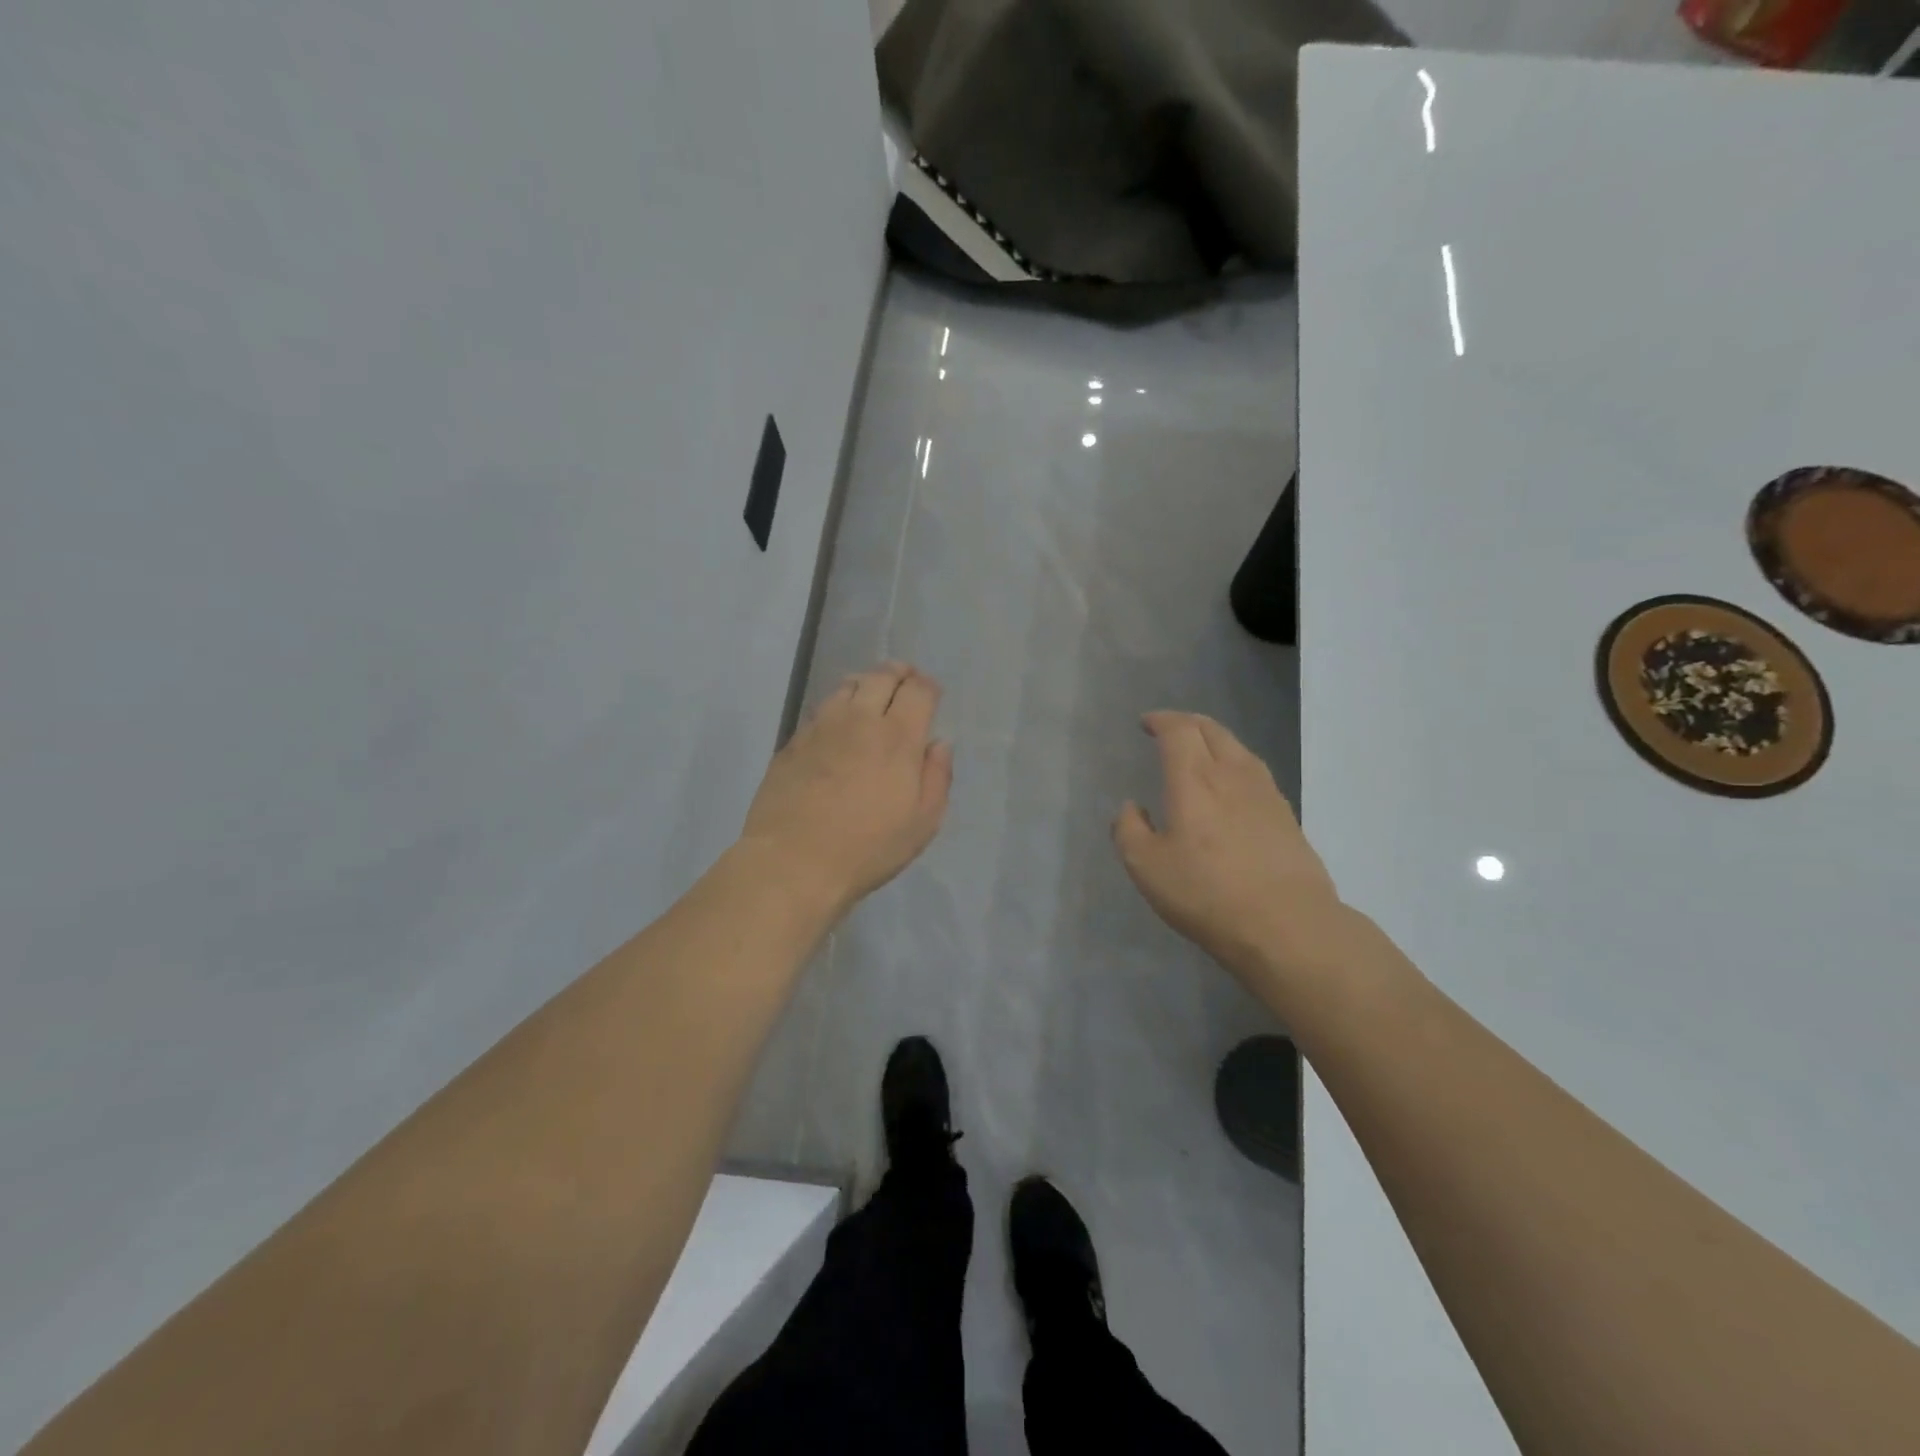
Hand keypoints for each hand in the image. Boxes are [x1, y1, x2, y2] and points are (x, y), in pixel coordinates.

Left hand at [740, 661, 952, 919]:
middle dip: (899, 673)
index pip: (918, 691)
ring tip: (872, 695)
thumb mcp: (922, 823)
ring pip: (847, 686)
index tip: (932, 693)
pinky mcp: (793, 741)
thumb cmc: (867, 848)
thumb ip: (937, 777)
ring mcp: (821, 727)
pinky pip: (821, 709)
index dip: (928, 686)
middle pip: (882, 676)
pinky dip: (838, 706)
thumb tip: (939, 745)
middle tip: (906, 680)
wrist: (793, 861)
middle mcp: (860, 720)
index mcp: (898, 737)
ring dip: (866, 683)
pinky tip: (839, 724)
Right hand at [1114, 711, 1349, 1007]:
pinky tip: (1231, 786)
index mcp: (1194, 779)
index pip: (1178, 730)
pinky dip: (1235, 764)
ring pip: (1237, 748)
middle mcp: (1231, 774)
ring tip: (1200, 752)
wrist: (1287, 925)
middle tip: (1169, 729)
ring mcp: (1265, 793)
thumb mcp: (1147, 867)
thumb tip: (1130, 807)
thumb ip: (1129, 830)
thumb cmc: (1207, 893)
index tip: (1146, 723)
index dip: (1160, 720)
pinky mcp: (1286, 815)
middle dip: (1187, 722)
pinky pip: (1255, 771)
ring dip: (1214, 739)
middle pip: (1211, 730)